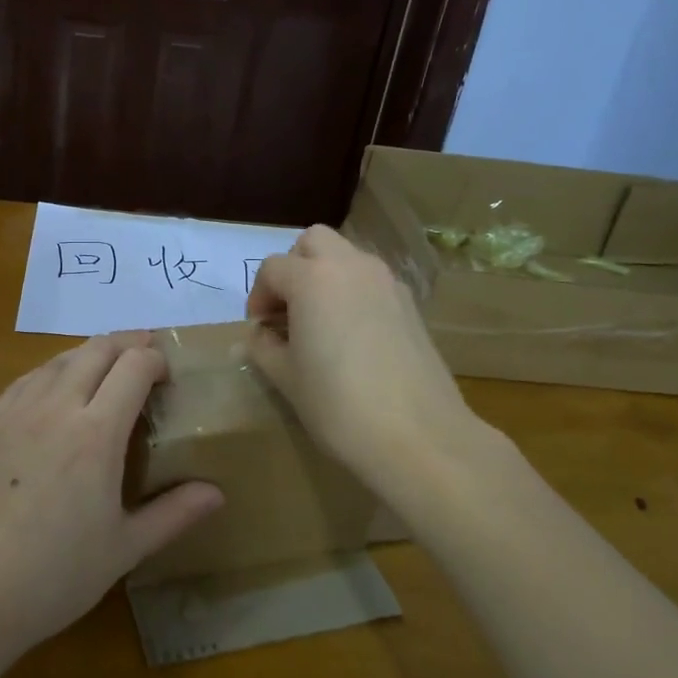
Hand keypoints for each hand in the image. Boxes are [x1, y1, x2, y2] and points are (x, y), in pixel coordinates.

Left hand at [0, 332, 223, 655]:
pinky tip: (52, 392)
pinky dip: (50, 373)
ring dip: (87, 354)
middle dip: (126, 344)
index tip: (167, 374)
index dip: (155, 359)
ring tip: (102, 369)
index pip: (133, 367)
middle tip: (143, 356)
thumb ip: (173, 514)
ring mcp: (13, 411)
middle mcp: (55, 407)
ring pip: (57, 360)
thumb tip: (217, 492)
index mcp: (96, 434)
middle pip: (96, 350)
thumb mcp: (123, 549)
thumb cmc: (52, 577)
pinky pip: (24, 380)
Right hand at [246, 226, 491, 498]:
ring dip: (325, 276)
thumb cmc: (338, 405)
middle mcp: (351, 266)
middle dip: (294, 267)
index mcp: (312, 278)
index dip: (258, 297)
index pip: (272, 269)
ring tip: (319, 322)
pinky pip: (372, 281)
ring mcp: (386, 282)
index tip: (259, 329)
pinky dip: (354, 292)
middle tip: (288, 309)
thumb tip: (262, 335)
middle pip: (313, 242)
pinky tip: (352, 336)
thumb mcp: (286, 378)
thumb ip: (264, 347)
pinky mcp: (410, 304)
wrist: (419, 436)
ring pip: (347, 257)